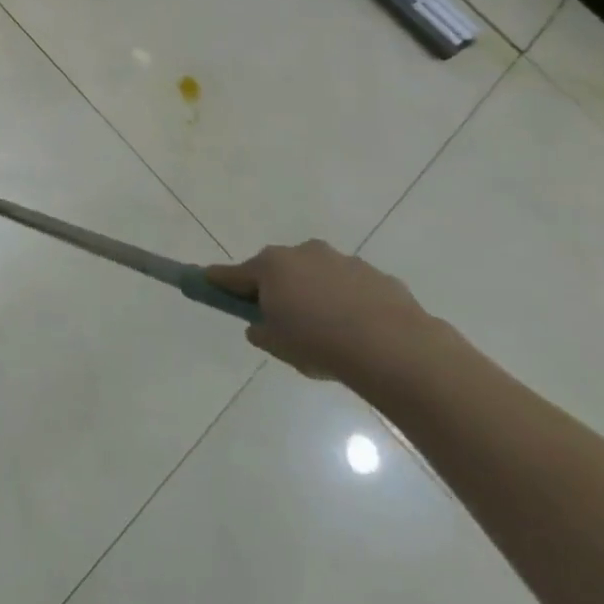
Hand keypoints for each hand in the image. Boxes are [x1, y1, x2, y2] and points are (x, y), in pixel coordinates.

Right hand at [209, 239, 434, 383]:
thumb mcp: (277, 345)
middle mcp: (303, 253)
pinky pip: (351, 288)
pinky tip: (359, 333)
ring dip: (315, 295)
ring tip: (328, 333)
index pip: (232, 274)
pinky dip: (348, 303)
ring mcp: (343, 261)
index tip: (206, 285)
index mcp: (271, 266)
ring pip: (317, 276)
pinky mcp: (377, 276)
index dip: (218, 283)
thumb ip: (261, 330)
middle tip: (281, 322)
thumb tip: (260, 324)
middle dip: (276, 289)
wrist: (396, 350)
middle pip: (278, 270)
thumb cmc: (320, 344)